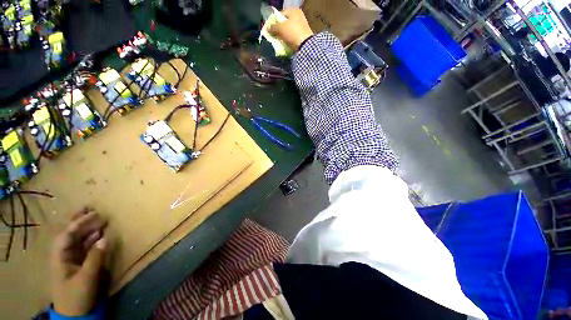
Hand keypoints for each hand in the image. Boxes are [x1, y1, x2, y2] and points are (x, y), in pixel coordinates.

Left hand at [50, 209, 107, 315]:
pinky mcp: (78, 264)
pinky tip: (99, 234)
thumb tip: (105, 238)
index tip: (93, 213)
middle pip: (69, 234)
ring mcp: (70, 259)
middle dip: (79, 221)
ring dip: (87, 229)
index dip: (78, 223)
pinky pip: (84, 247)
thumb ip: (95, 258)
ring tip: (99, 219)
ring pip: (77, 239)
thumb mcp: (86, 278)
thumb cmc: (76, 295)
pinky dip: (91, 239)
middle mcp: (63, 255)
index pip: (66, 235)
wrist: (74, 313)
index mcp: (59, 257)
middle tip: (91, 208)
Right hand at [269, 8, 313, 51]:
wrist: (305, 46)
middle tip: (273, 37)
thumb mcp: (280, 28)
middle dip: (278, 31)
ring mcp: (302, 27)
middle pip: (284, 24)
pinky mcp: (303, 37)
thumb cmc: (292, 33)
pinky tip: (285, 45)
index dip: (274, 22)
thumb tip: (267, 28)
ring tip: (279, 42)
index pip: (280, 14)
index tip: (270, 29)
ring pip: (288, 32)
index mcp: (294, 10)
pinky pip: (293, 38)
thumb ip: (272, 27)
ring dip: (283, 37)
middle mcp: (299, 17)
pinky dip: (288, 41)